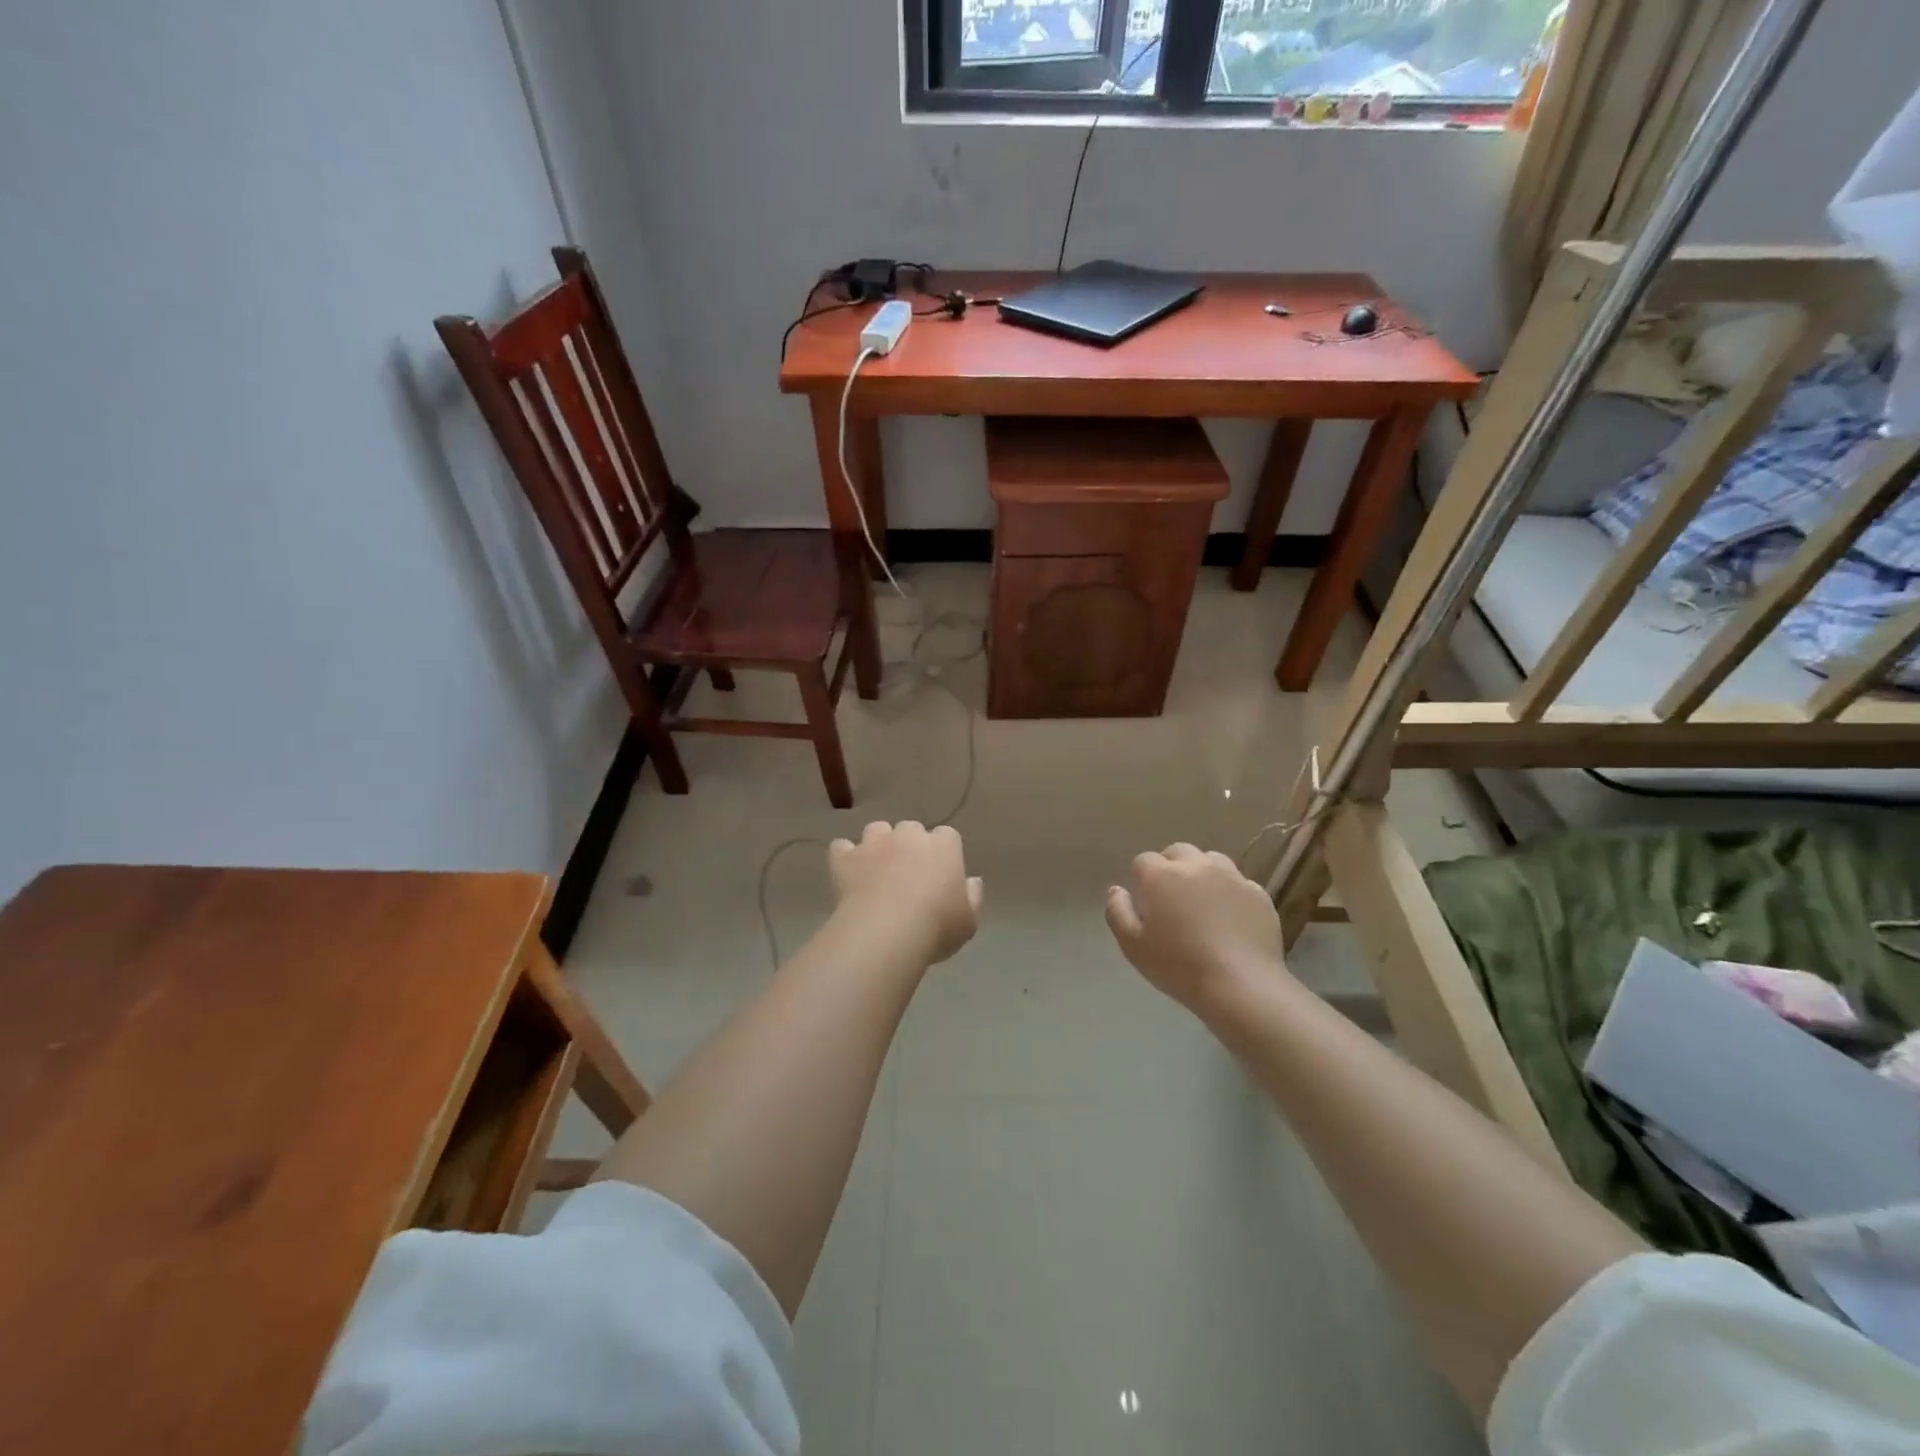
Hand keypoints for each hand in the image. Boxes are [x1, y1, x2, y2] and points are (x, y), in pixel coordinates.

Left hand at [829, 821, 983, 965]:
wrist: (885, 932)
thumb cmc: (935, 927)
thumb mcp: (968, 921)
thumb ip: (972, 897)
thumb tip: (971, 881)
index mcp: (944, 846)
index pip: (948, 836)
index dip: (943, 853)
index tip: (940, 874)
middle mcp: (909, 836)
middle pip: (911, 829)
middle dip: (909, 846)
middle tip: (908, 875)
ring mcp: (874, 843)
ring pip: (877, 830)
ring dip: (878, 845)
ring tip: (876, 870)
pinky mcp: (845, 857)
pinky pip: (842, 848)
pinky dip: (845, 857)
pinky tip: (848, 874)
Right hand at [1105, 844, 1282, 1006]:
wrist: (1241, 985)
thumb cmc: (1179, 966)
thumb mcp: (1133, 946)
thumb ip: (1118, 912)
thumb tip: (1116, 890)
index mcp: (1162, 875)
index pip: (1143, 861)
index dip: (1141, 879)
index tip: (1144, 903)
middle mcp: (1196, 866)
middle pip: (1178, 851)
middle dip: (1171, 867)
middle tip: (1171, 898)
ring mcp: (1231, 877)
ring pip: (1211, 861)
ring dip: (1202, 873)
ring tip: (1202, 902)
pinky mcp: (1258, 893)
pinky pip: (1239, 883)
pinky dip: (1230, 893)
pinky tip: (1230, 918)